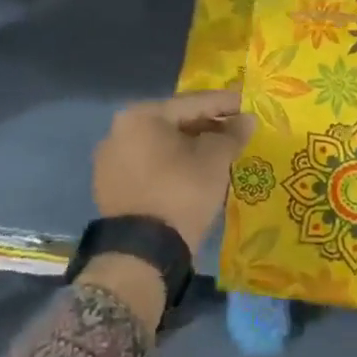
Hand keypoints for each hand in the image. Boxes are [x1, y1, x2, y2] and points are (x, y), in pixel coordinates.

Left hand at [93, 90, 255, 252]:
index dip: (224, 103)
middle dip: (206, 125)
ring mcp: (110, 161)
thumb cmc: (181, 192)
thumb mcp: (215, 160)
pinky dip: (171, 165)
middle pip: (174, 122)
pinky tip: (193, 173)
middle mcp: (118, 131)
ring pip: (160, 145)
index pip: (192, 103)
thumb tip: (246, 120)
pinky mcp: (110, 188)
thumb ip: (232, 134)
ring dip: (189, 147)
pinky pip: (149, 166)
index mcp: (141, 115)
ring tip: (218, 152)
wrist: (142, 253)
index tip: (247, 103)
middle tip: (235, 129)